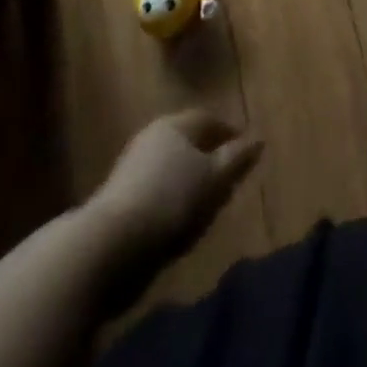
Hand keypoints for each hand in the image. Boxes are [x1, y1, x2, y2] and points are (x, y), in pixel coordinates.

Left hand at [82, 109, 262, 261]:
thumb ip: (238, 158)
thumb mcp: (216, 179)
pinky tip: (180, 223)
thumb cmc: (171, 200)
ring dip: (189, 182)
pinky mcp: (118, 201)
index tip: (245, 151)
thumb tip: (258, 139)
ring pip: (171, 169)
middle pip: (188, 142)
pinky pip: (156, 192)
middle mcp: (151, 138)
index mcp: (175, 125)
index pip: (208, 119)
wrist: (108, 247)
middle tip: (228, 177)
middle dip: (208, 157)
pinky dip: (171, 201)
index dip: (229, 133)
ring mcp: (131, 169)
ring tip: (207, 204)